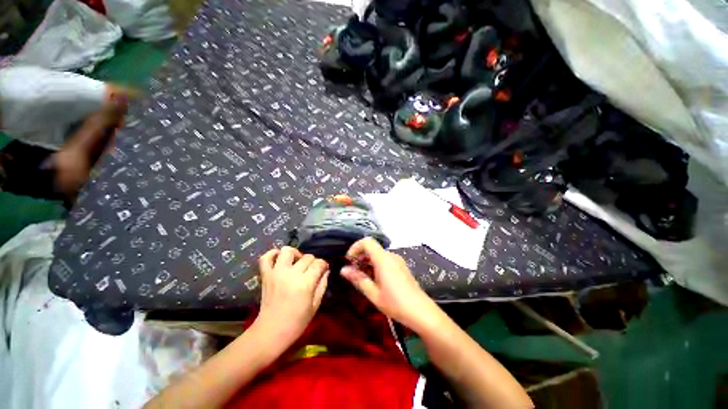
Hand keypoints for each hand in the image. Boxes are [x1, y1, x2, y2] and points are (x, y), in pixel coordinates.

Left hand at [255, 247, 329, 343]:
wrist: (271, 332)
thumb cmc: (296, 322)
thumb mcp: (315, 305)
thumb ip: (322, 285)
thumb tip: (326, 271)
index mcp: (305, 283)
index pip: (319, 263)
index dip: (323, 265)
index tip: (324, 269)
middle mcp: (291, 274)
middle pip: (307, 257)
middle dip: (313, 262)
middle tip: (311, 271)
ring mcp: (276, 273)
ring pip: (287, 251)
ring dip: (295, 254)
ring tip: (297, 262)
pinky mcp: (265, 275)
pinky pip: (266, 258)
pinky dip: (272, 254)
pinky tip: (279, 258)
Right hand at [341, 238, 440, 331]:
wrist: (421, 312)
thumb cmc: (396, 303)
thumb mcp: (373, 294)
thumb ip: (358, 279)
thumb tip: (343, 270)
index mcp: (384, 259)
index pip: (367, 242)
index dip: (355, 247)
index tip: (349, 260)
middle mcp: (391, 256)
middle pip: (372, 248)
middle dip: (360, 257)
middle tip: (353, 272)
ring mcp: (398, 261)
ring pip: (378, 254)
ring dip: (368, 262)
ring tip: (363, 278)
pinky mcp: (401, 266)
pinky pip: (385, 260)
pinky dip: (376, 265)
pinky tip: (375, 280)